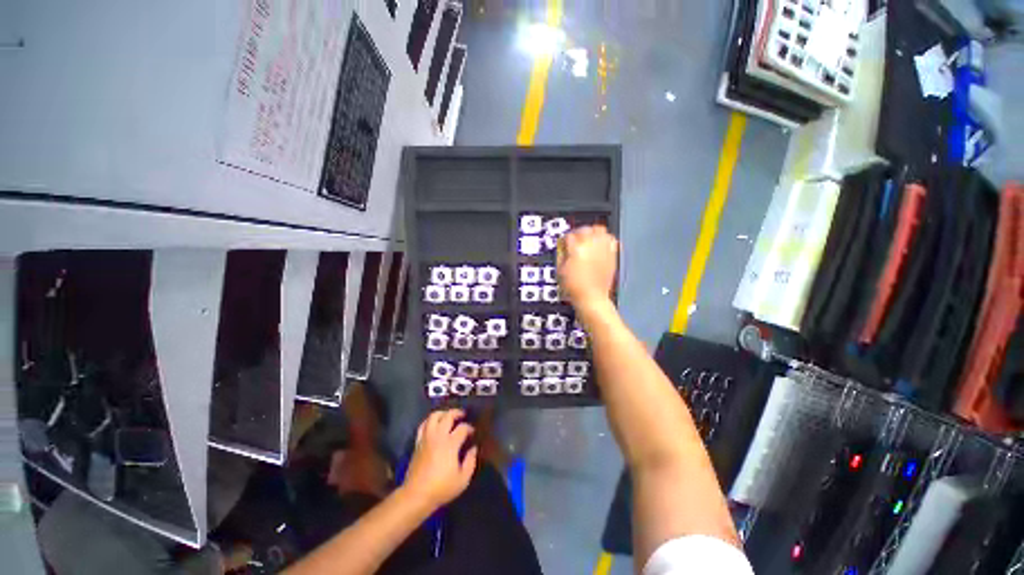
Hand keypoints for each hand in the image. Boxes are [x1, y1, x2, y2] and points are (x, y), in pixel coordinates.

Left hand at [402, 409, 476, 509]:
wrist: (416, 495)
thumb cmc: (442, 488)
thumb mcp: (463, 479)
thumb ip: (470, 461)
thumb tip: (473, 449)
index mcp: (450, 444)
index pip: (462, 428)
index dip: (469, 428)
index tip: (473, 433)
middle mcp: (438, 436)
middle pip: (448, 416)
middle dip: (457, 413)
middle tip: (463, 415)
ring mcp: (426, 438)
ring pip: (434, 416)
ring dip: (443, 413)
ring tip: (448, 416)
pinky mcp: (418, 442)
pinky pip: (423, 425)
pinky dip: (430, 421)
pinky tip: (434, 424)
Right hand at [558, 225, 618, 314]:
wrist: (591, 298)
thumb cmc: (575, 288)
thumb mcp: (560, 270)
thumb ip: (561, 254)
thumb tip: (563, 246)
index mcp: (576, 249)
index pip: (569, 236)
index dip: (565, 239)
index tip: (564, 243)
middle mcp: (591, 246)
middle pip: (584, 229)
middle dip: (578, 233)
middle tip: (575, 239)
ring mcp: (603, 250)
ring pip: (599, 230)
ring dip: (592, 233)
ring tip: (588, 239)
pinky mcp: (612, 255)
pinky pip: (611, 240)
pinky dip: (606, 239)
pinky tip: (600, 245)